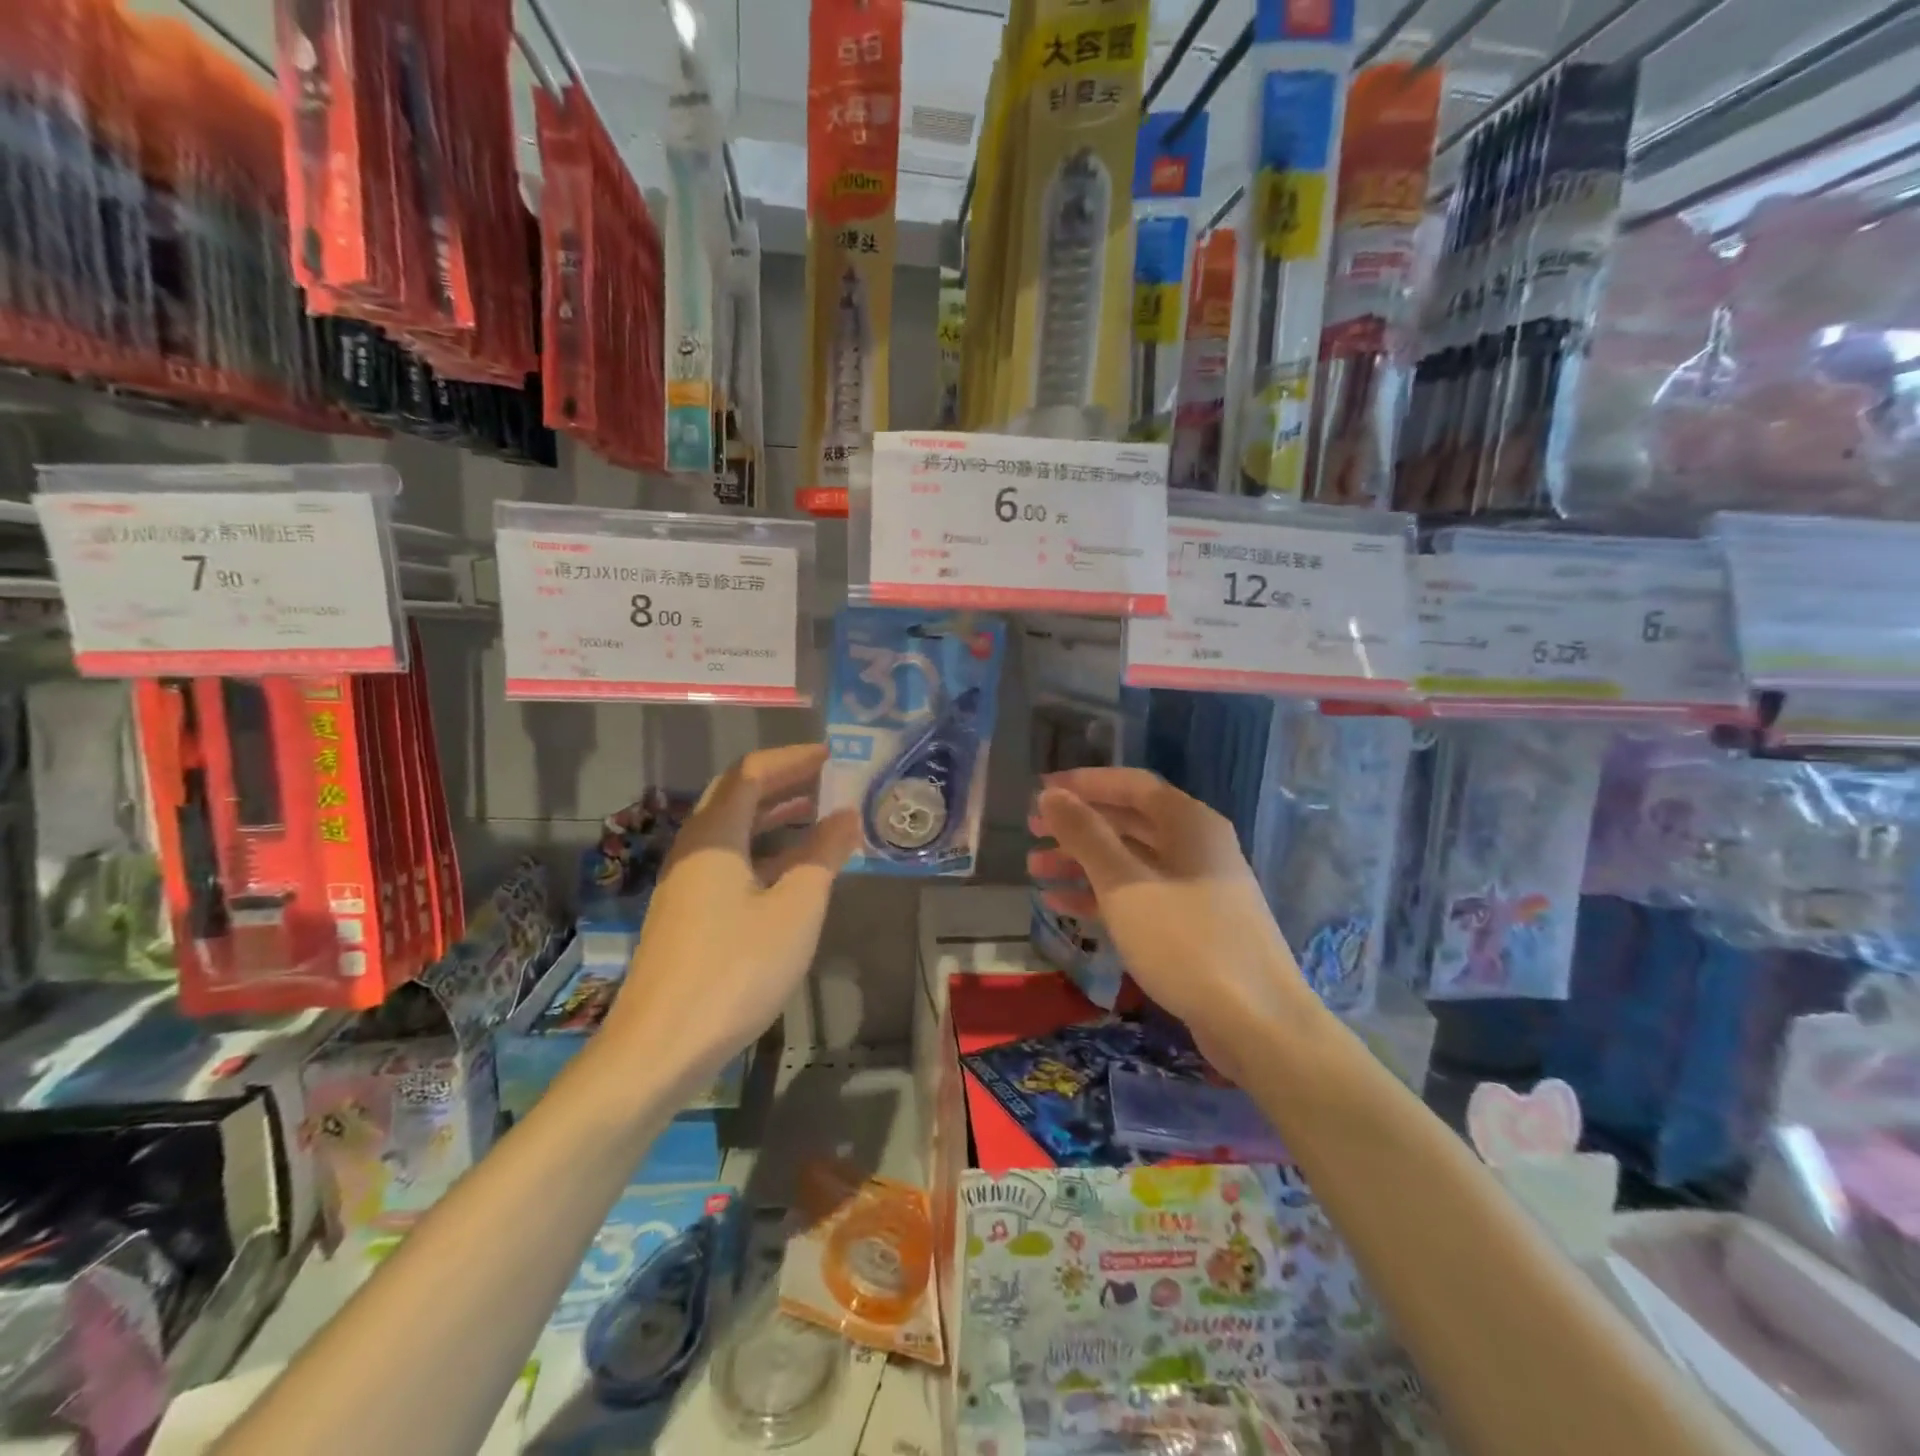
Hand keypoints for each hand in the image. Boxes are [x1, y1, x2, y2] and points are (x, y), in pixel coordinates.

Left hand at [601, 745, 860, 1092]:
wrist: (660, 1048)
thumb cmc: (735, 970)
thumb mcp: (796, 908)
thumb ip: (824, 855)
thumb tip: (847, 816)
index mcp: (714, 836)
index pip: (751, 773)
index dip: (792, 759)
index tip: (831, 755)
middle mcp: (694, 849)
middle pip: (736, 796)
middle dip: (782, 781)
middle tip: (827, 778)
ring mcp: (685, 884)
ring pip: (732, 831)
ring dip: (773, 816)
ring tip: (817, 813)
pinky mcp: (687, 914)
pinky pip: (729, 862)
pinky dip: (763, 851)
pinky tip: (791, 869)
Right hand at [1028, 768, 1312, 1081]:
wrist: (1256, 1022)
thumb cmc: (1185, 940)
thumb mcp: (1124, 883)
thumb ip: (1085, 835)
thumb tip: (1051, 795)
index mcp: (1188, 823)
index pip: (1130, 785)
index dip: (1084, 783)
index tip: (1041, 791)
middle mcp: (1195, 846)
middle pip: (1128, 822)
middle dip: (1078, 825)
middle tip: (1032, 830)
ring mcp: (1195, 887)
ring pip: (1130, 861)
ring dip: (1082, 862)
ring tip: (1036, 869)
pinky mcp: (1191, 925)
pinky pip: (1138, 896)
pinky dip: (1101, 896)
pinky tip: (1061, 905)